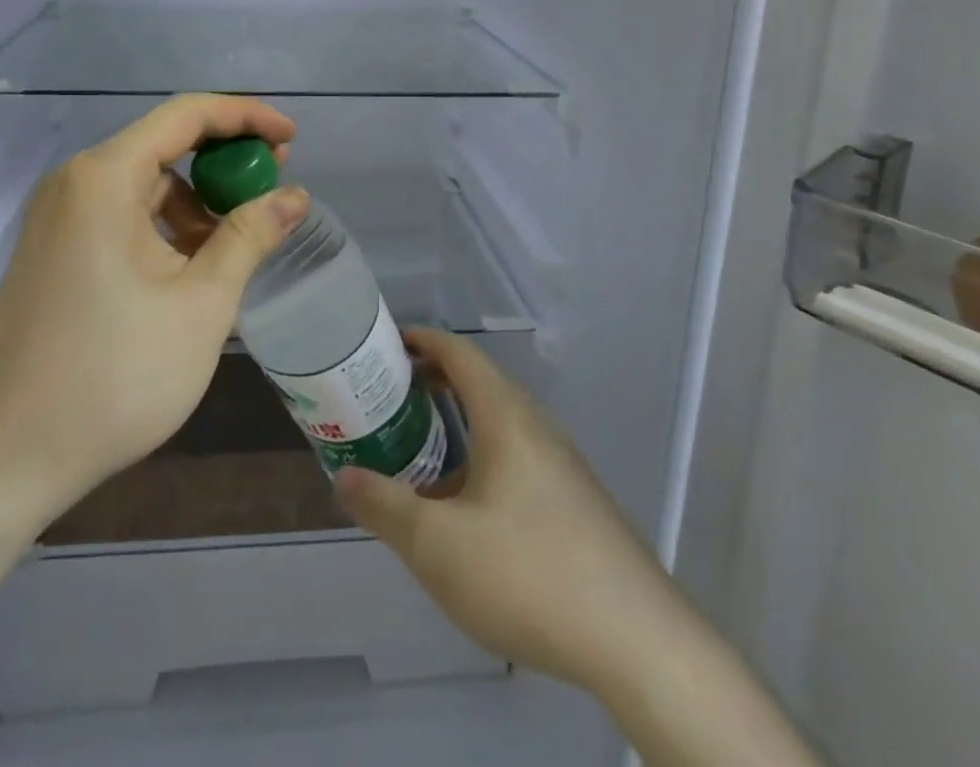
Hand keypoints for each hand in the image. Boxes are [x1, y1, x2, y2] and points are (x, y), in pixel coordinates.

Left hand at [0, 94, 308, 529]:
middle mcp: (74, 183)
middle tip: (273, 188)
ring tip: (239, 242)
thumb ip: (250, 236)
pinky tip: (194, 268)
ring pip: (145, 185)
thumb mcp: (202, 303)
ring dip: (197, 202)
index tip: (291, 140)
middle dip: (224, 161)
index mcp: (104, 178)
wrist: (5, 461)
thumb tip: (293, 196)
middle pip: (164, 145)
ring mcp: (58, 218)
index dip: (246, 117)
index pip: (186, 115)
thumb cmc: (114, 375)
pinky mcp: (54, 252)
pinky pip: (122, 216)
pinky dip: (165, 227)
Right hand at [335, 329, 681, 696]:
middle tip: (386, 395)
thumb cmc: (528, 573)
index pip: (459, 353)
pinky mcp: (573, 500)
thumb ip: (384, 506)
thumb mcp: (438, 545)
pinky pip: (515, 456)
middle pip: (478, 383)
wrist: (637, 640)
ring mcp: (560, 463)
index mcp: (505, 416)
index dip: (421, 339)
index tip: (384, 342)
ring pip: (498, 423)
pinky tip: (462, 508)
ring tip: (415, 449)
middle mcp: (536, 426)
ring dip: (455, 423)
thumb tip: (343, 476)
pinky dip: (479, 457)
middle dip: (431, 381)